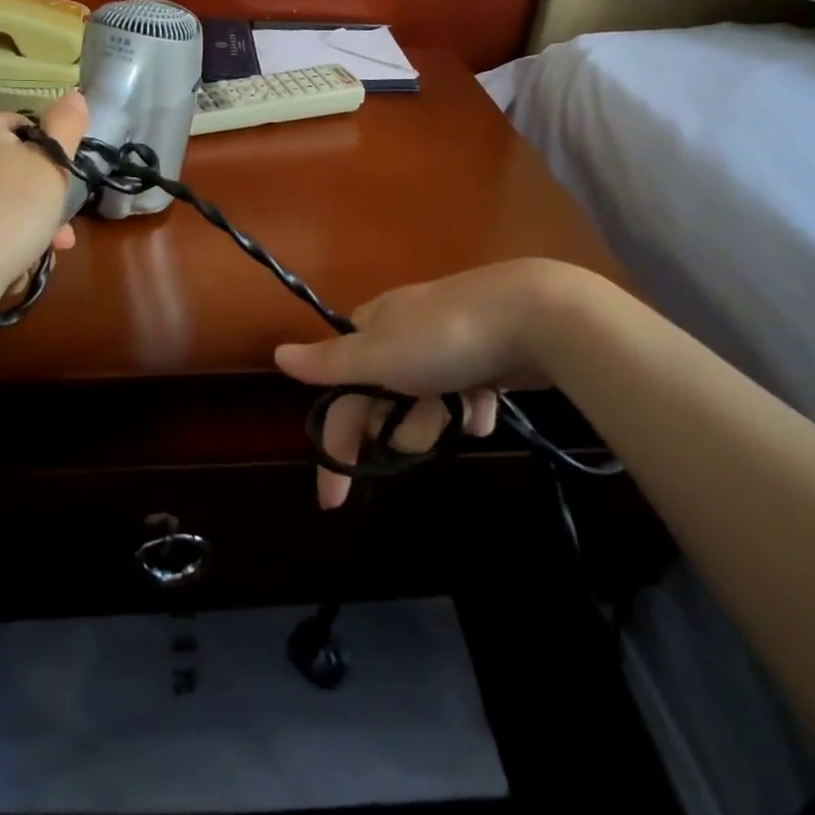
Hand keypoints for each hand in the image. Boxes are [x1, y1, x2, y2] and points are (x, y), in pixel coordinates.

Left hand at [0, 92, 88, 307]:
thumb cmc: (10, 209)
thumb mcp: (53, 164)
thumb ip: (67, 126)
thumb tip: (74, 94)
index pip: (20, 126)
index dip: (50, 152)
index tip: (66, 183)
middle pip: (8, 171)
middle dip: (41, 200)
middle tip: (63, 231)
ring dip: (25, 227)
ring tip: (45, 255)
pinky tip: (14, 268)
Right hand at [274, 260, 564, 507]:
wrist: (536, 316)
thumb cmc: (445, 338)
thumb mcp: (378, 355)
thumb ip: (328, 362)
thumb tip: (277, 355)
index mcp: (373, 327)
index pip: (340, 390)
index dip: (337, 438)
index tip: (333, 499)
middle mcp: (406, 333)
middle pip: (383, 401)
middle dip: (399, 425)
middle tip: (423, 429)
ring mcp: (448, 344)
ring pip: (425, 404)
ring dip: (437, 419)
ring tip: (462, 410)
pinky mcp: (486, 356)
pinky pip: (464, 398)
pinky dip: (470, 408)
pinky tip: (486, 404)